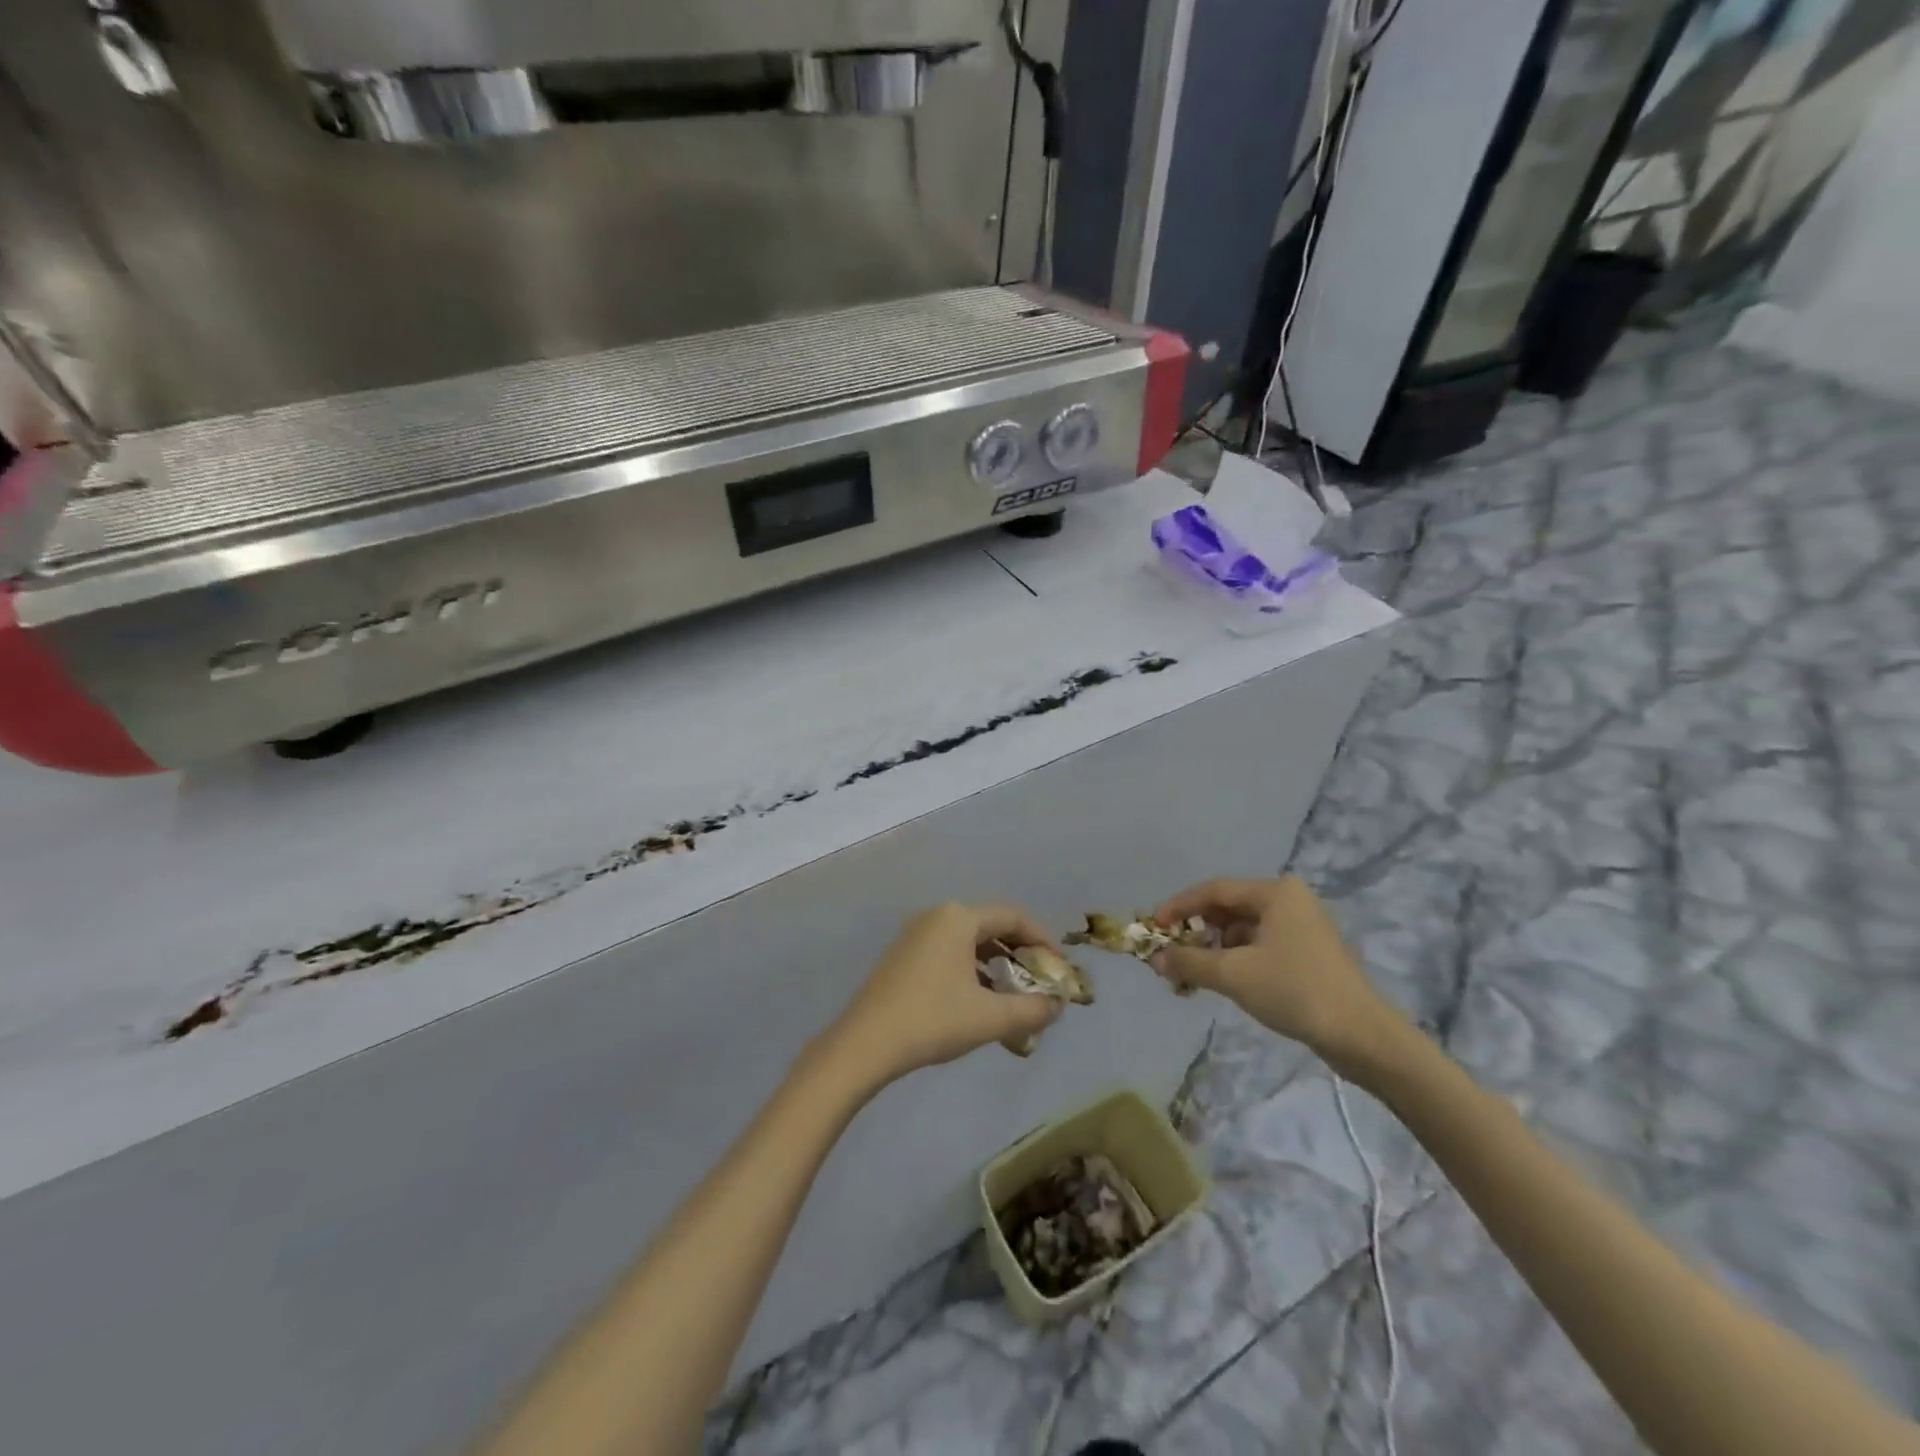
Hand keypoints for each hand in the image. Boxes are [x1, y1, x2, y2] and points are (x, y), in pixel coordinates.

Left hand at [829, 903, 1064, 1086]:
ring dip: (996, 967)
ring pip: (969, 943)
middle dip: (1020, 955)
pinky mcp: (903, 957)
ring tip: (1014, 998)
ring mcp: (916, 935)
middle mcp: (937, 917)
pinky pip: (949, 954)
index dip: (1042, 940)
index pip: (1013, 917)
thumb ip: (1031, 1010)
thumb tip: (1057, 1006)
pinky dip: (972, 972)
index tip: (1059, 968)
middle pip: (991, 927)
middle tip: (1040, 984)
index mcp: (959, 918)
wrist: (865, 1043)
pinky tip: (979, 1003)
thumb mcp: (990, 1018)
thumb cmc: (932, 1020)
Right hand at [1150, 877, 1401, 1073]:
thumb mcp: (1234, 975)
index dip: (1178, 907)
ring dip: (1213, 949)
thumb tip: (1155, 960)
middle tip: (1169, 952)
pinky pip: (1258, 946)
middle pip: (1227, 908)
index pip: (1213, 890)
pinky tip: (1220, 981)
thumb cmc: (1295, 991)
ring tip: (1190, 973)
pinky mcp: (1307, 954)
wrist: (1362, 1036)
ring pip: (1242, 930)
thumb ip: (1190, 962)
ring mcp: (1301, 927)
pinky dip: (1235, 960)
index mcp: (1275, 892)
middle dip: (1195, 931)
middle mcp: (1288, 901)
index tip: (1152, 927)